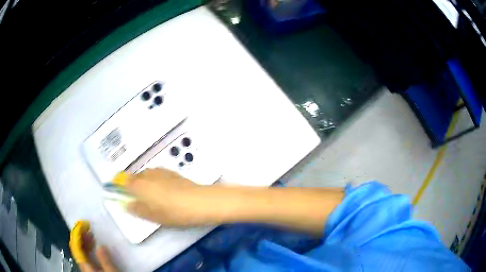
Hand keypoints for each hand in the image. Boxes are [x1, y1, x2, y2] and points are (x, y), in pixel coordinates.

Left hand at [70, 221, 116, 271]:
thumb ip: (106, 261)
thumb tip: (101, 245)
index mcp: (85, 266)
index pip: (76, 248)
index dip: (77, 235)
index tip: (83, 225)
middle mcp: (83, 266)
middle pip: (77, 249)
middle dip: (81, 237)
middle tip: (88, 229)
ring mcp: (86, 268)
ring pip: (81, 252)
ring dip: (85, 243)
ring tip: (91, 236)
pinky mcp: (91, 269)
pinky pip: (85, 256)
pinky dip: (88, 249)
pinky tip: (93, 247)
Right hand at [126, 168, 217, 226]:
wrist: (199, 202)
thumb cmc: (173, 212)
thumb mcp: (152, 216)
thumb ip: (136, 209)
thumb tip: (126, 204)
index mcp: (138, 185)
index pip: (122, 182)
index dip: (121, 187)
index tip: (124, 195)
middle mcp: (146, 174)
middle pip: (134, 177)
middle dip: (133, 186)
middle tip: (140, 200)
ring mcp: (160, 171)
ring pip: (146, 175)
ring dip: (145, 183)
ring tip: (153, 197)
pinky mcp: (171, 171)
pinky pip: (157, 174)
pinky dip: (155, 180)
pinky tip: (164, 191)